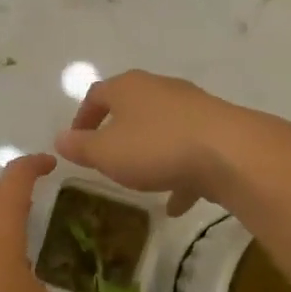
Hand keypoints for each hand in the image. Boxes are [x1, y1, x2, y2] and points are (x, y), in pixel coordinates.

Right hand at [54, 71, 252, 215]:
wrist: (230, 152)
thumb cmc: (156, 147)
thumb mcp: (106, 153)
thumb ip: (81, 147)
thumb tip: (60, 138)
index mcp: (128, 87)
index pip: (96, 95)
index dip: (82, 118)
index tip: (76, 141)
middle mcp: (160, 89)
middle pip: (132, 107)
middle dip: (118, 132)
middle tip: (107, 158)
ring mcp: (192, 108)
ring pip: (163, 129)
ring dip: (150, 153)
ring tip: (142, 182)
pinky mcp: (217, 130)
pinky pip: (190, 151)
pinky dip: (179, 173)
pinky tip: (176, 203)